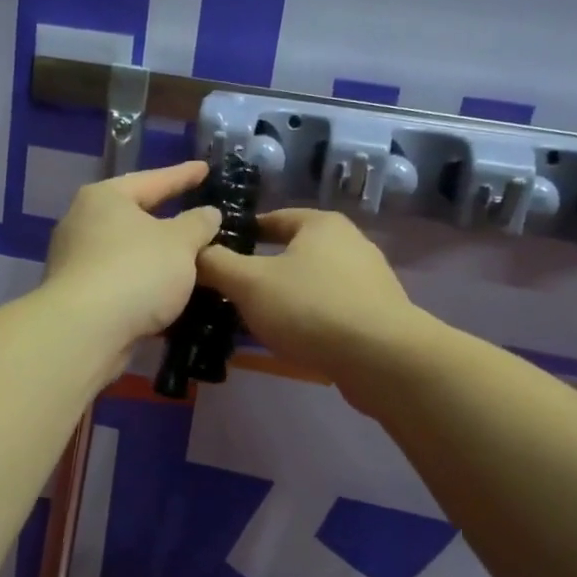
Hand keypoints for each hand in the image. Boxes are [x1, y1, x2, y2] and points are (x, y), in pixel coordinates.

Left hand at [41, 160, 222, 358]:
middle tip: (197, 218)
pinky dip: (144, 285)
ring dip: (156, 258)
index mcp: (105, 198)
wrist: (84, 332)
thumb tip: (207, 214)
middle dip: (166, 220)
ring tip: (189, 261)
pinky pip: (121, 282)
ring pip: (128, 253)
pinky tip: (167, 295)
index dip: (183, 175)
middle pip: (135, 216)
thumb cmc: (135, 272)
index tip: (205, 169)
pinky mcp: (77, 296)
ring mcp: (76, 261)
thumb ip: (198, 224)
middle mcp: (83, 223)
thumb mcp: (180, 243)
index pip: (153, 180)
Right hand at [196, 209, 417, 382]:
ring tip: (257, 319)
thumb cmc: (310, 307)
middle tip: (231, 290)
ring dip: (285, 297)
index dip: (243, 233)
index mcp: (321, 224)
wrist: (382, 358)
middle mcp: (350, 243)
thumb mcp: (249, 283)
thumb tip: (194, 252)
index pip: (273, 218)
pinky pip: (330, 310)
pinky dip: (308, 319)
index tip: (218, 253)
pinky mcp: (377, 315)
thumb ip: (216, 264)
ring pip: (312, 283)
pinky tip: (292, 339)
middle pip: (293, 252)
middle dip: (262, 270)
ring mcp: (368, 280)